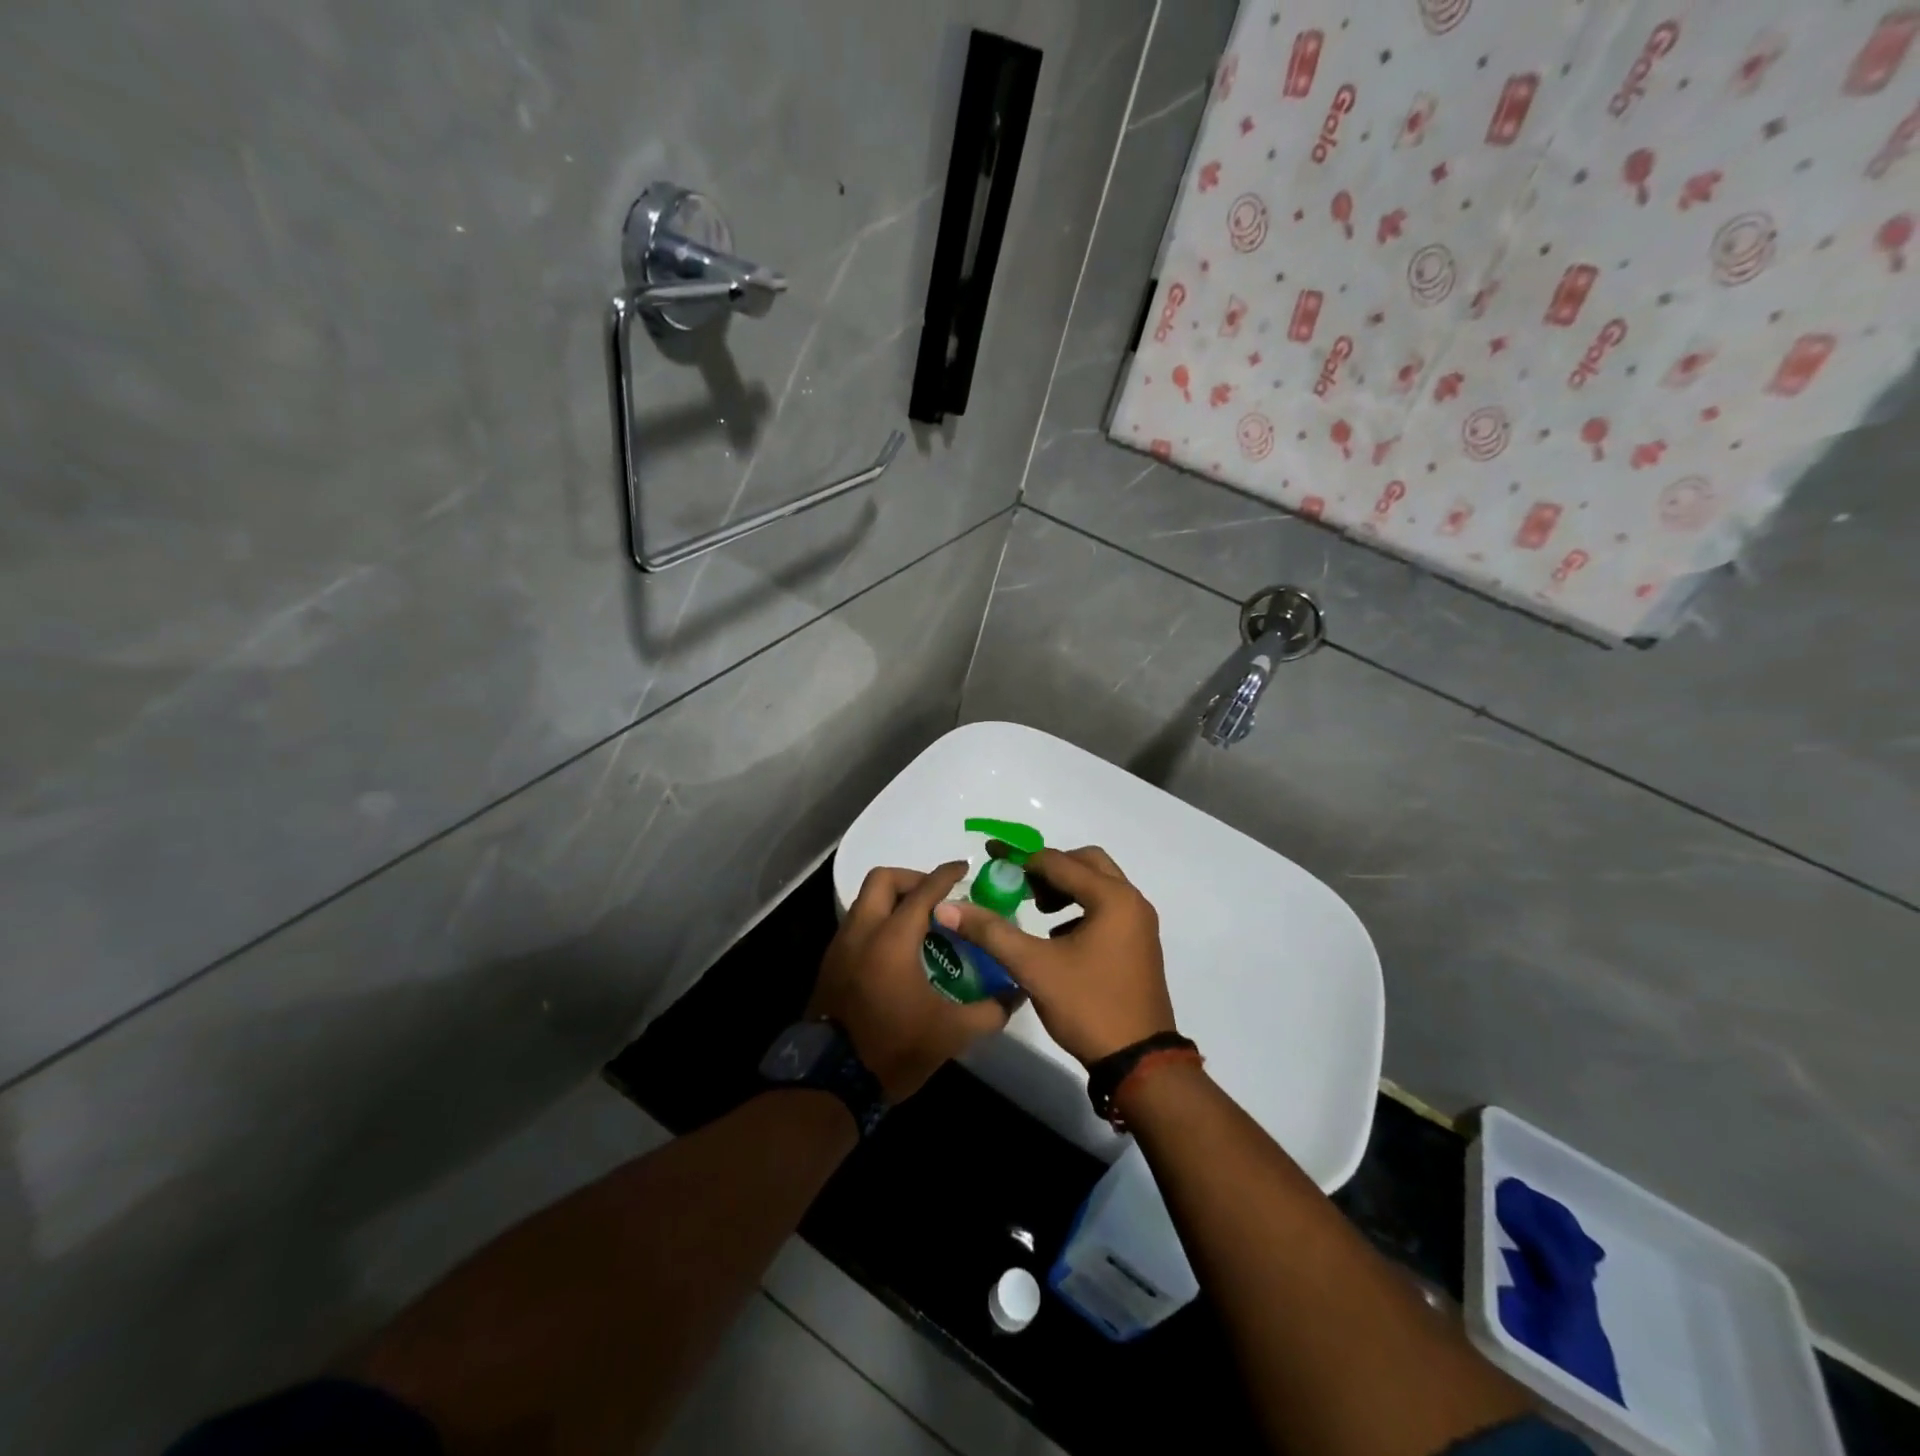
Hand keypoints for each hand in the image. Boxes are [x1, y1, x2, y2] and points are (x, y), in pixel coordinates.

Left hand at [809, 862, 1010, 1101]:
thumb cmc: (894, 1048)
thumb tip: (1015, 994)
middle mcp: (862, 932)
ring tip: (919, 924)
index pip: (923, 892)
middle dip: (911, 878)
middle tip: (936, 897)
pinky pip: (856, 925)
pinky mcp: (829, 965)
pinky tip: (896, 951)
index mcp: (892, 939)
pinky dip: (877, 922)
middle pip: (882, 880)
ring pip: (864, 901)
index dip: (945, 875)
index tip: (962, 868)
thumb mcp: (951, 1033)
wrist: (832, 1083)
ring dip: (892, 901)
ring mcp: (840, 947)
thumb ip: (989, 1010)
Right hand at [933, 846, 1174, 1067]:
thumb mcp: (1033, 966)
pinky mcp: (1139, 944)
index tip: (991, 859)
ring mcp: (1140, 924)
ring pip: (1100, 885)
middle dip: (1050, 868)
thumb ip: (991, 931)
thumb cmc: (1088, 1006)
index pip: (1058, 862)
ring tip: (1037, 910)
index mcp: (1112, 898)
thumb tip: (948, 907)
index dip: (1021, 859)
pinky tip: (1058, 937)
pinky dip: (1082, 908)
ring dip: (1067, 888)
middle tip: (1021, 885)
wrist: (1139, 1062)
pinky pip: (1108, 908)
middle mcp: (1132, 901)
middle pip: (1086, 862)